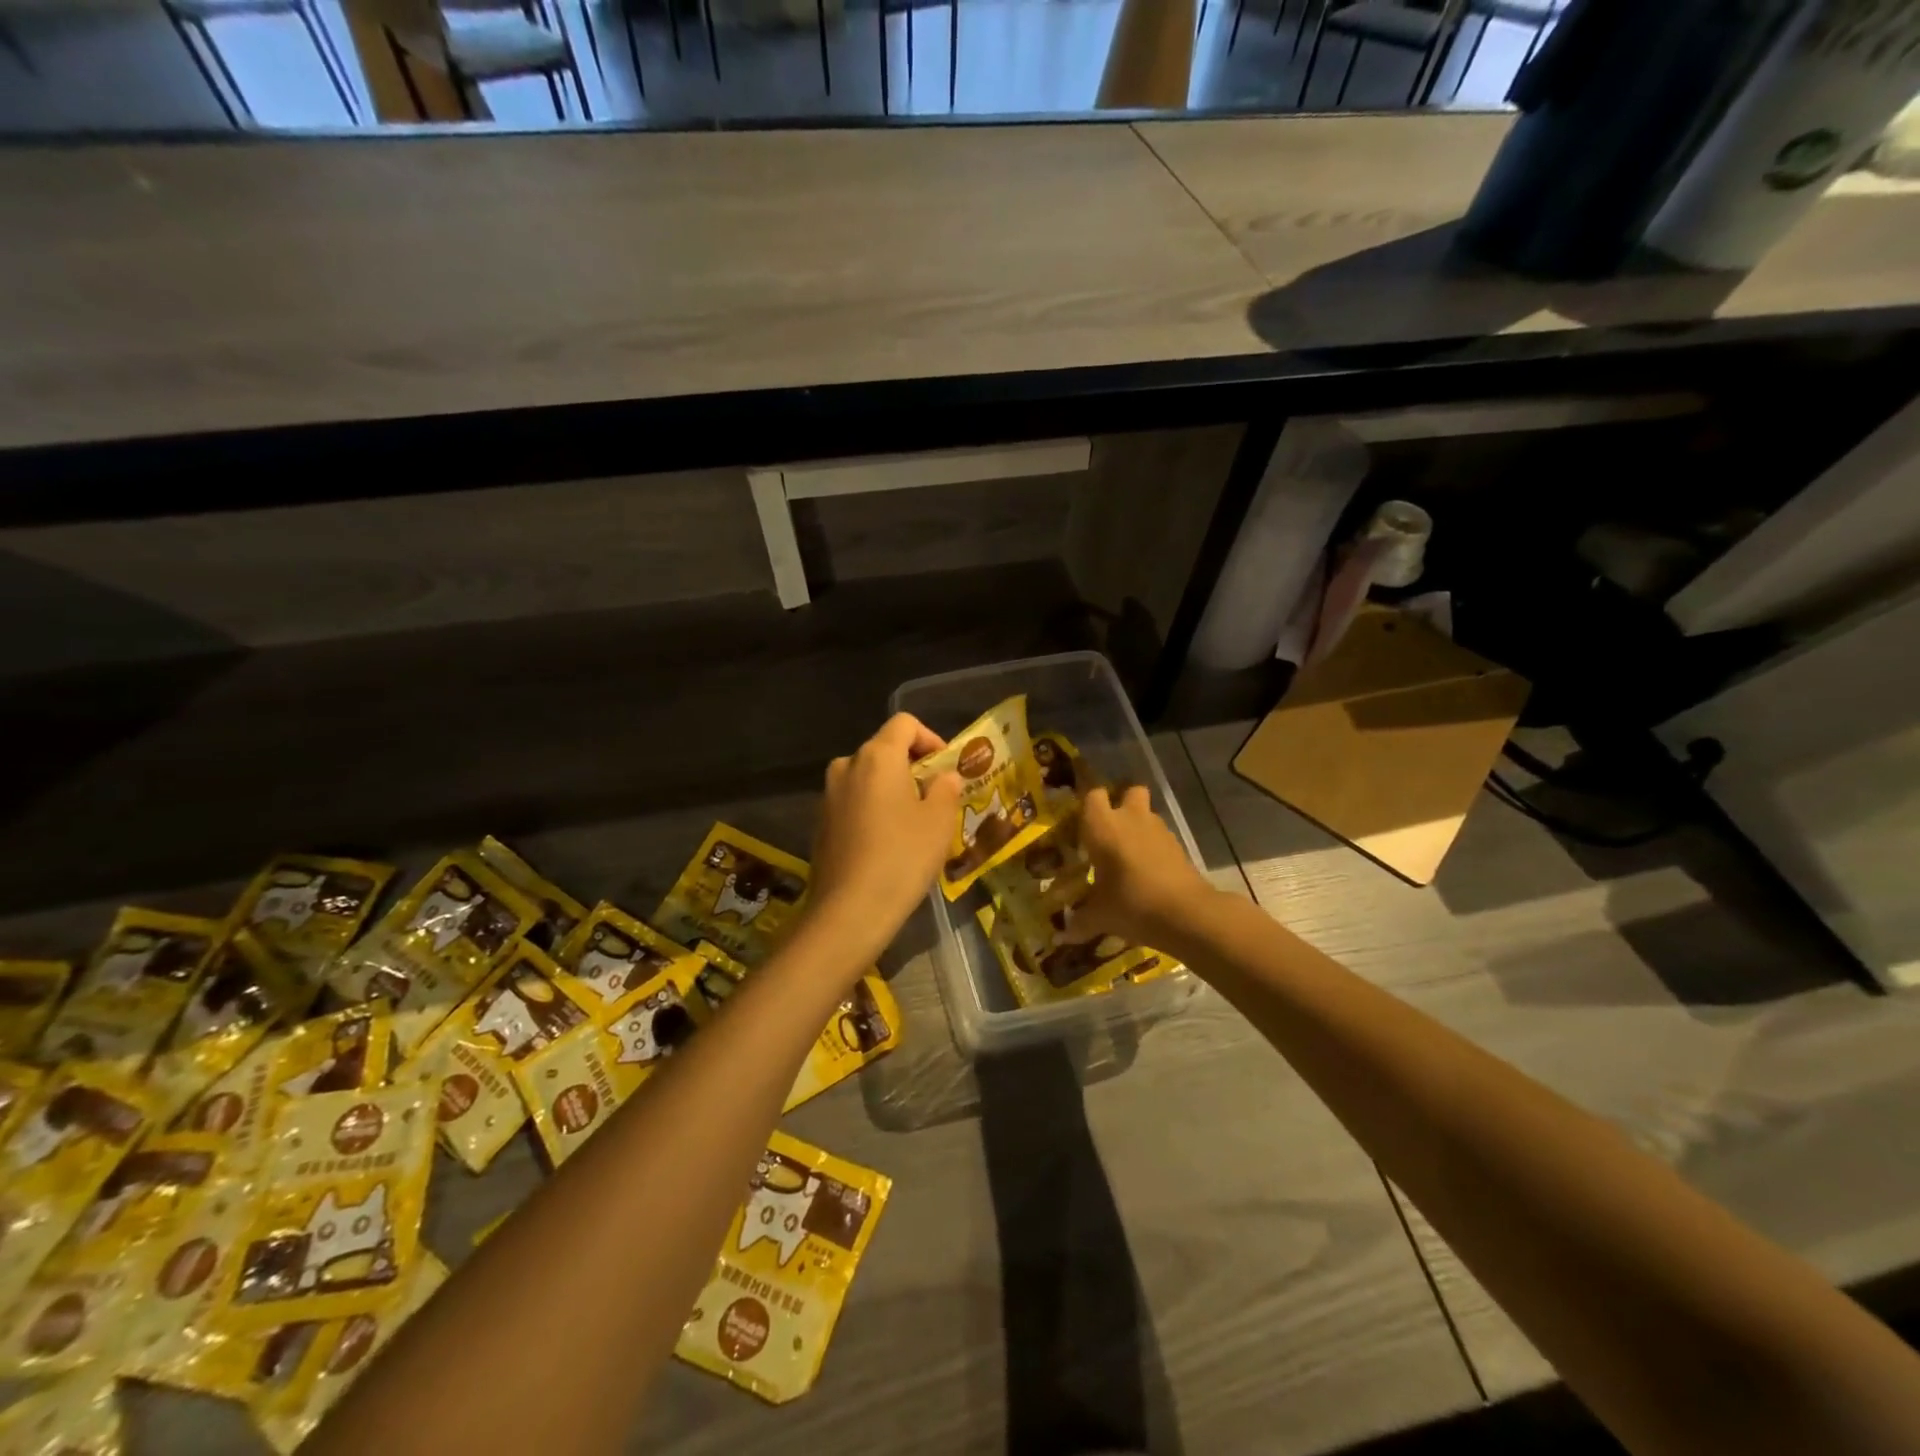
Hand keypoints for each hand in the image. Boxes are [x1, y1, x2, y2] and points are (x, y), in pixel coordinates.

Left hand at [804, 714, 962, 970]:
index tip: (945, 768)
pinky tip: (887, 843)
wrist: (850, 910)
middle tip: (935, 798)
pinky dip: (873, 810)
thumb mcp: (939, 821)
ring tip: (914, 823)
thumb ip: (945, 788)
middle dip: (912, 767)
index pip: (905, 723)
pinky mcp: (820, 822)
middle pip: (884, 749)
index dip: (930, 738)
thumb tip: (943, 776)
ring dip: (892, 790)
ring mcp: (829, 795)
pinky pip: (853, 802)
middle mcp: (847, 765)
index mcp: (877, 756)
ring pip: (868, 778)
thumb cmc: (902, 857)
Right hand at [1063, 785, 1213, 948]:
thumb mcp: (1100, 916)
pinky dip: (1154, 847)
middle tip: (1110, 829)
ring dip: (1138, 827)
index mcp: (1103, 826)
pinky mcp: (1178, 846)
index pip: (1092, 795)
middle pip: (1128, 791)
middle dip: (1121, 803)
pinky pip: (1160, 837)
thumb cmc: (1131, 904)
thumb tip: (1060, 936)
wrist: (1186, 914)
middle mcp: (1130, 819)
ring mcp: (1158, 830)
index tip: (1081, 822)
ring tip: (1127, 856)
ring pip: (1146, 814)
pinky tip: (1147, 872)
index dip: (1088, 804)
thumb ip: (1079, 922)